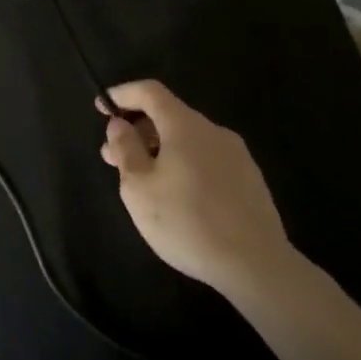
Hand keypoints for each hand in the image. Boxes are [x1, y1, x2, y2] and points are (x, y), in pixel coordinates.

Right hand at [98, 79, 294, 296]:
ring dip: (160, 151)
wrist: (258, 267)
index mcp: (185, 125)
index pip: (150, 92)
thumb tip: (119, 124)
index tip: (102, 107)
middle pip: (169, 116)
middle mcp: (213, 132)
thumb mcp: (139, 187)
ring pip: (189, 141)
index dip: (123, 94)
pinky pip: (207, 160)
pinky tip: (178, 197)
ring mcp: (237, 156)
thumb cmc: (188, 222)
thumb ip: (125, 149)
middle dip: (138, 131)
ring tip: (143, 181)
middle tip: (113, 157)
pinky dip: (184, 165)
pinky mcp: (250, 182)